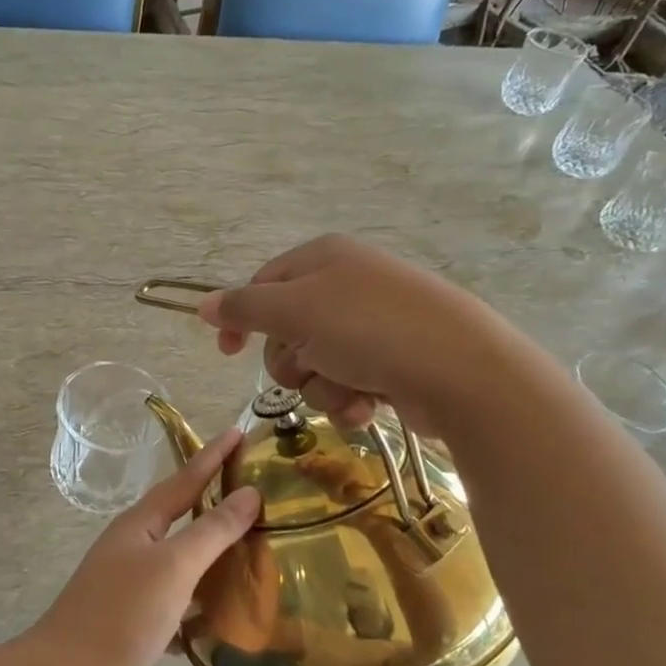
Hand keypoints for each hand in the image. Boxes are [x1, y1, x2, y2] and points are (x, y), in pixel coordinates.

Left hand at [28, 428, 261, 665]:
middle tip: (256, 491)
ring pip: (181, 559)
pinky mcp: (135, 619)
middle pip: (182, 515)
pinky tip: (227, 611)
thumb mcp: (174, 567)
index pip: (185, 479)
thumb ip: (212, 530)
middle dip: (215, 502)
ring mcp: (131, 583)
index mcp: (140, 524)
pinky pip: (178, 599)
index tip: (239, 432)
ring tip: (253, 548)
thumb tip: (249, 493)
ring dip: (213, 553)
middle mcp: (134, 546)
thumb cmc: (122, 614)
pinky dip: (202, 599)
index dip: (213, 456)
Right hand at [198, 233, 486, 428]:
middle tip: (313, 364)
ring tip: (351, 389)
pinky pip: (346, 385)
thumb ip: (243, 308)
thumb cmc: (369, 329)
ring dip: (322, 386)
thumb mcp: (295, 311)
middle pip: (286, 333)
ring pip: (314, 366)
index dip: (241, 319)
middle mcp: (346, 287)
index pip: (262, 285)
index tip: (226, 353)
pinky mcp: (392, 363)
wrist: (462, 371)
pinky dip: (349, 400)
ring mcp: (372, 326)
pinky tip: (368, 405)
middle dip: (293, 361)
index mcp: (322, 260)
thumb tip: (203, 305)